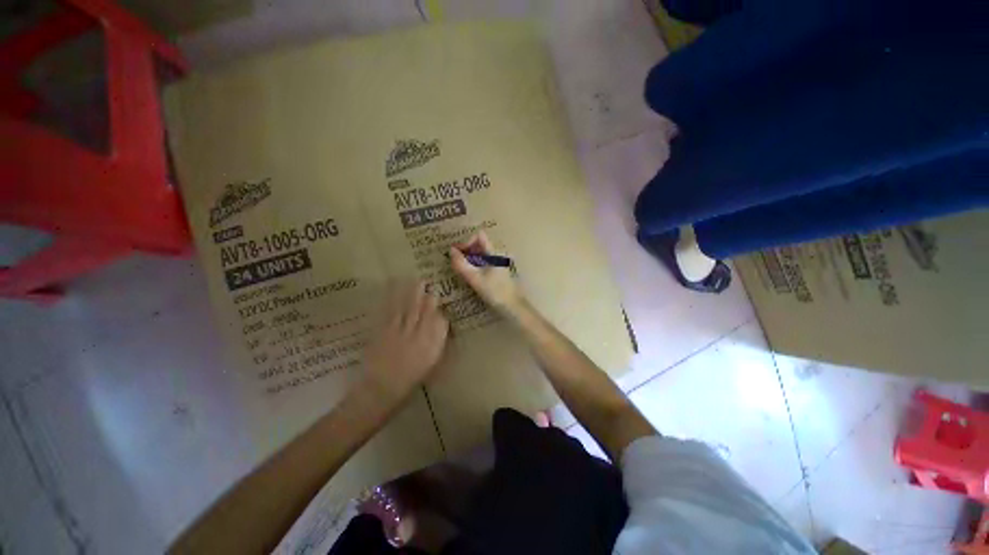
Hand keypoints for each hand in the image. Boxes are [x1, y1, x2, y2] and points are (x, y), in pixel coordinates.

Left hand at [363, 281, 449, 401]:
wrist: (381, 391)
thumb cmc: (409, 382)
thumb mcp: (431, 366)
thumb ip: (437, 345)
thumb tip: (441, 326)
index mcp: (431, 345)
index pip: (439, 322)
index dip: (437, 309)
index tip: (436, 298)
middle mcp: (417, 335)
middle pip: (422, 311)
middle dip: (424, 295)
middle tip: (424, 280)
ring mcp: (398, 332)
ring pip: (406, 308)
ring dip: (408, 292)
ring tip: (410, 279)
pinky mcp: (382, 332)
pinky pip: (388, 313)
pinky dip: (390, 300)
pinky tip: (390, 291)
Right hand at [450, 232, 523, 314]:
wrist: (512, 305)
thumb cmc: (494, 291)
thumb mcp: (475, 278)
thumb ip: (462, 264)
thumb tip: (451, 250)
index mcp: (493, 253)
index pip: (479, 236)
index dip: (466, 241)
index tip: (458, 253)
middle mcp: (496, 254)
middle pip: (478, 244)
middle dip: (465, 249)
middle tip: (454, 260)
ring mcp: (497, 262)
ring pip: (480, 253)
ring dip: (468, 257)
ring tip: (459, 267)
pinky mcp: (496, 271)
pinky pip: (483, 262)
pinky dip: (474, 264)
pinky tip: (468, 274)